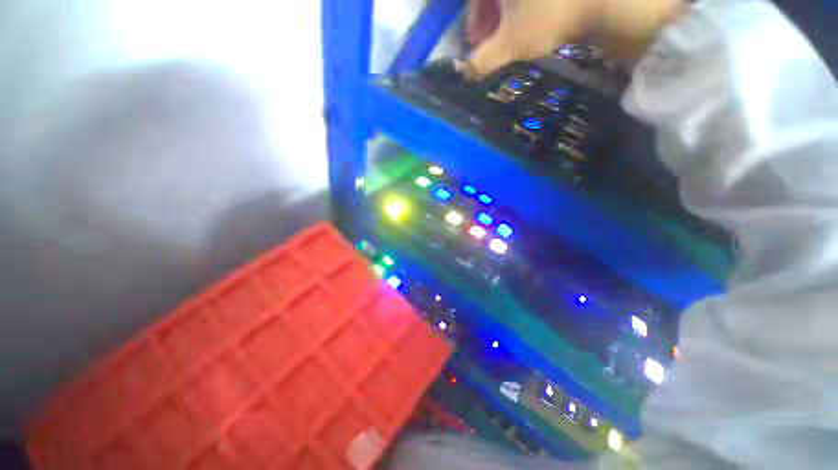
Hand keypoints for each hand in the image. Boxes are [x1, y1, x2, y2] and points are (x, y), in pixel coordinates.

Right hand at [467, 0, 686, 75]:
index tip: (476, 43)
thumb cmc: (549, 16)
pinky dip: (527, 7)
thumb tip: (465, 74)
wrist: (604, 0)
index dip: (473, 22)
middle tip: (493, 42)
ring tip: (513, 35)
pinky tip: (532, 21)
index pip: (475, 0)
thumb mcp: (510, 43)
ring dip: (507, 13)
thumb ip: (483, 60)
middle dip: (490, 19)